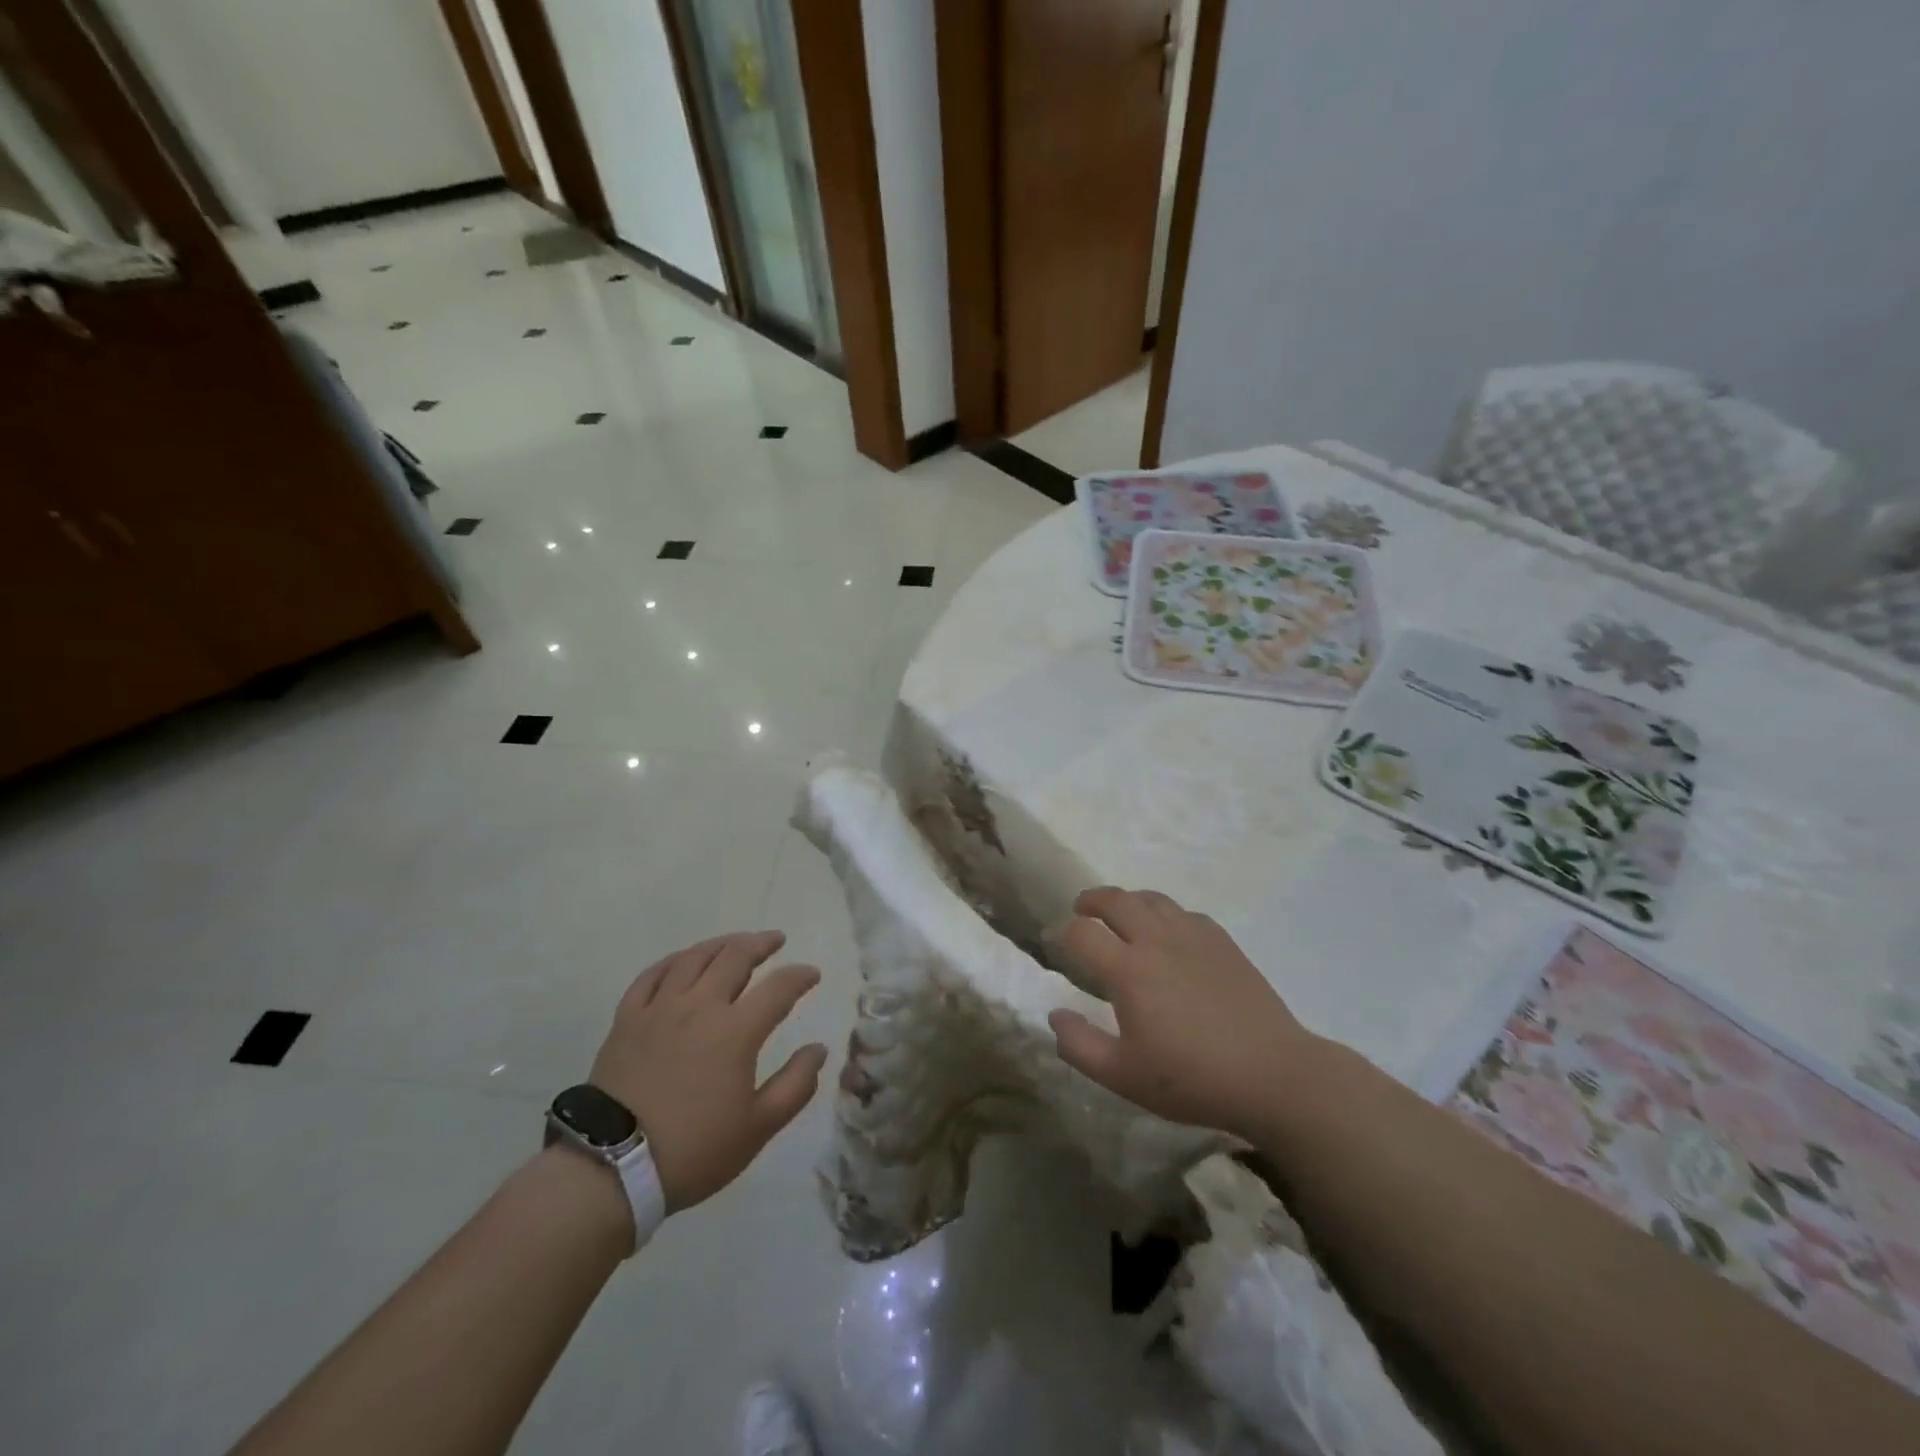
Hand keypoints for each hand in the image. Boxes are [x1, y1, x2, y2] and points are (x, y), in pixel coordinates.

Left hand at [589, 931, 828, 1213]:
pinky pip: (652, 975)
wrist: (611, 1170)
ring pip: (694, 957)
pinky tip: (683, 961)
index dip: (800, 976)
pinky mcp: (627, 1019)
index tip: (812, 975)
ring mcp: (659, 1009)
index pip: (778, 988)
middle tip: (775, 941)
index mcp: (736, 1031)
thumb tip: (819, 1049)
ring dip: (721, 944)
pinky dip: (674, 961)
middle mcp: (699, 1007)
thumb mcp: (758, 1128)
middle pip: (735, 957)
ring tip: (735, 944)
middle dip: (761, 944)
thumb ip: (795, 1085)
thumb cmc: (693, 1150)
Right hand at [1048, 887, 1313, 1139]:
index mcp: (1128, 970)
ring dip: (1127, 901)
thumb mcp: (1123, 1076)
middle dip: (1090, 900)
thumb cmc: (1192, 1079)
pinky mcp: (1222, 941)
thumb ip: (1080, 1046)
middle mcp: (1157, 940)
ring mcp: (1193, 936)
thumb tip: (1054, 1014)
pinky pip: (1183, 912)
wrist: (1273, 1075)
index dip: (1060, 931)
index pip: (1082, 932)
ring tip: (1120, 915)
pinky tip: (1167, 933)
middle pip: (1115, 899)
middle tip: (1081, 910)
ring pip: (1151, 899)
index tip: (1052, 939)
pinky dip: (1164, 914)